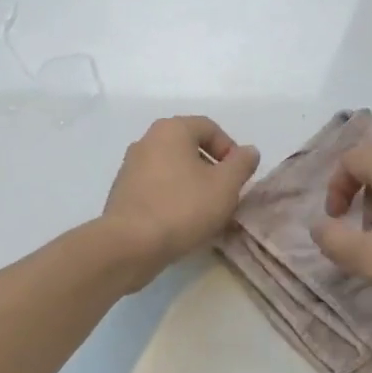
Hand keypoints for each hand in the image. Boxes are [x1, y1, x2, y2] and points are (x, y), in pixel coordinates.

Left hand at [102, 116, 259, 285]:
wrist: (129, 245)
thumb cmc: (183, 207)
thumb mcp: (225, 186)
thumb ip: (242, 164)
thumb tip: (249, 151)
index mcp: (171, 130)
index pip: (209, 127)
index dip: (229, 149)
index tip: (238, 176)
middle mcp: (147, 140)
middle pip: (189, 147)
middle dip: (211, 168)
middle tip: (224, 193)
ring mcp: (130, 167)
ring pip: (172, 168)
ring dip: (192, 184)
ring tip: (205, 211)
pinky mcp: (122, 192)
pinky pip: (156, 187)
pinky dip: (172, 197)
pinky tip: (181, 221)